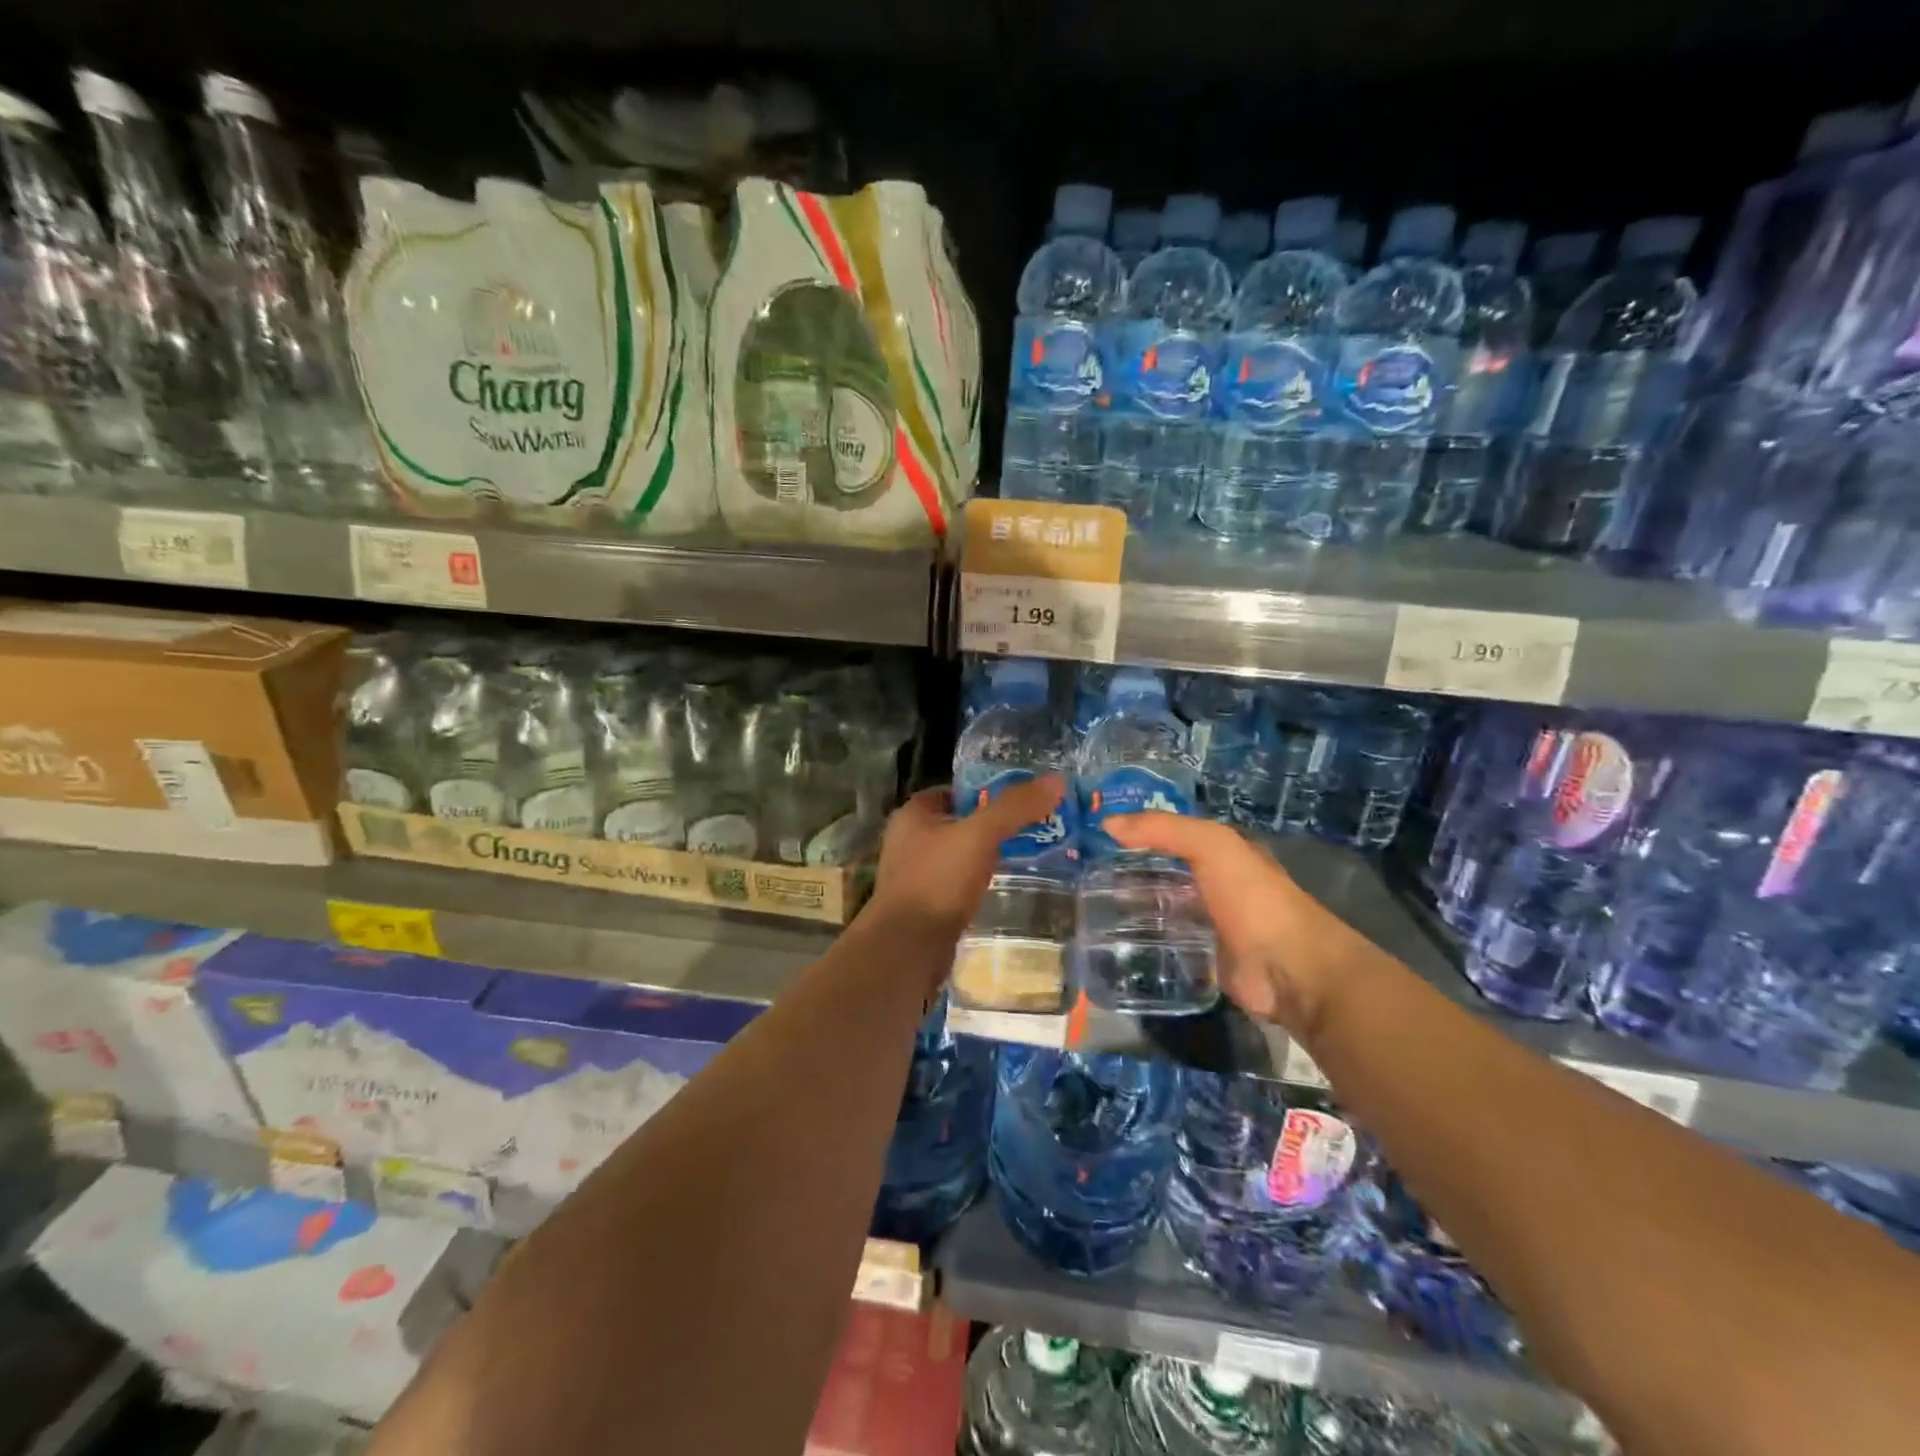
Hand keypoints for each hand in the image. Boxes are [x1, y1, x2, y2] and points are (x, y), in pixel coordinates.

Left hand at [870, 776, 1066, 938]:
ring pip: (958, 856)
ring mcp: (913, 876)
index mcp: (913, 815)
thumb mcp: (980, 835)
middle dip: (991, 826)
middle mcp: (908, 841)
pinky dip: (976, 884)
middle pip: (958, 823)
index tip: (1022, 800)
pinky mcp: (923, 906)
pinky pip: (956, 885)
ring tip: (1025, 857)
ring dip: (985, 857)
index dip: (986, 791)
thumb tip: (1056, 779)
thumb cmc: (938, 881)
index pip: (954, 791)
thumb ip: (1014, 807)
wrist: (908, 949)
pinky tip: (1001, 889)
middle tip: (1032, 828)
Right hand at [1106, 812, 1377, 1033]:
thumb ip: (1163, 829)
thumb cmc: (1253, 899)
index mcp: (1223, 854)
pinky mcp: (1201, 960)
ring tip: (1088, 908)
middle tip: (1083, 875)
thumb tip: (1107, 823)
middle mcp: (1215, 886)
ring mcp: (1209, 925)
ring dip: (1130, 908)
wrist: (1290, 971)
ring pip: (1160, 909)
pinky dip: (1140, 942)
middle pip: (1163, 873)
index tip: (1096, 836)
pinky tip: (1109, 941)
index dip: (1139, 831)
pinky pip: (1164, 945)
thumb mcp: (1212, 846)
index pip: (1174, 835)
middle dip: (1128, 871)